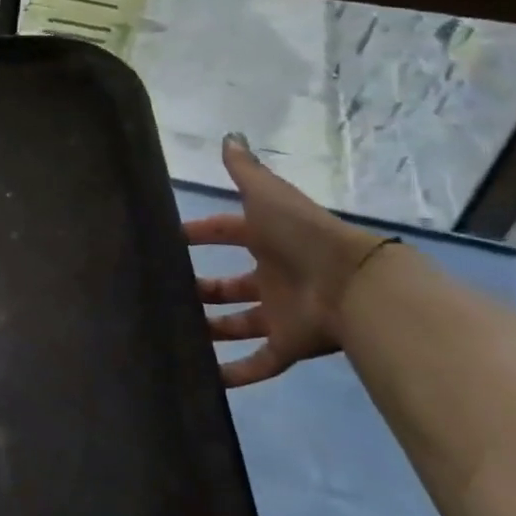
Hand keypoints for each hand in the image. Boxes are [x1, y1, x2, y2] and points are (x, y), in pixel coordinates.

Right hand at [183, 134, 391, 385]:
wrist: (353, 283)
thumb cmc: (301, 235)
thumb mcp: (268, 195)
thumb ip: (245, 170)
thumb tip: (229, 136)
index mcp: (267, 240)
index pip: (225, 232)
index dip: (198, 233)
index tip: (165, 239)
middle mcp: (271, 276)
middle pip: (228, 285)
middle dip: (199, 288)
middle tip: (162, 292)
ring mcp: (280, 312)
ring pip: (237, 324)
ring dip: (210, 330)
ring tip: (172, 333)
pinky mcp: (288, 345)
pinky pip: (258, 362)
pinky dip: (235, 373)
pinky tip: (204, 380)